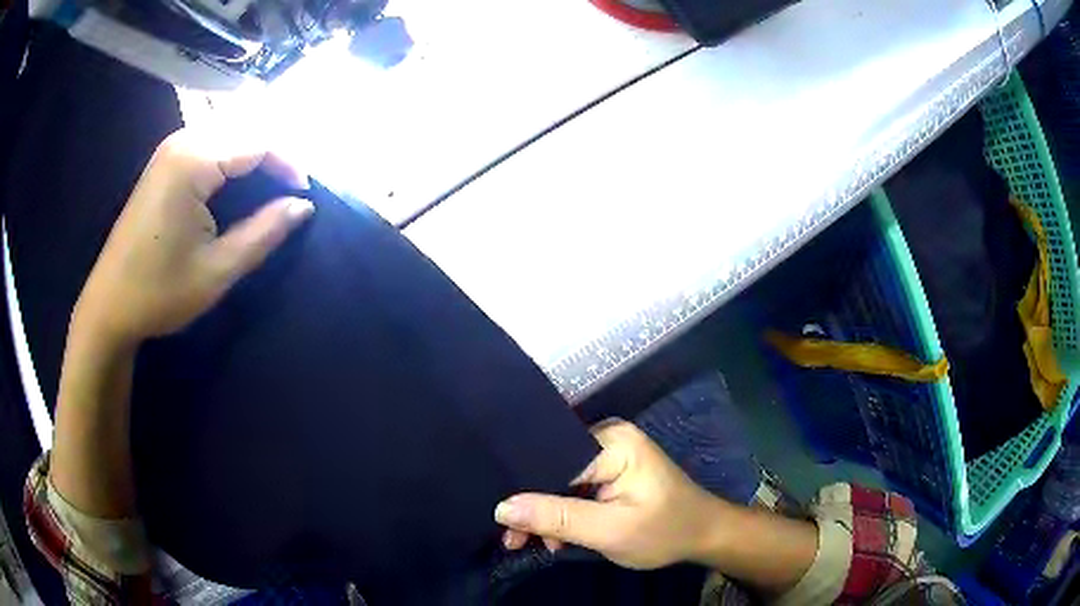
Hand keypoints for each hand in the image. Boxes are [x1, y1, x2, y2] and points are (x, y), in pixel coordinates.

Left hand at [72, 128, 313, 347]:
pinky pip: (210, 139)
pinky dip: (233, 152)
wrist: (109, 305)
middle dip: (275, 150)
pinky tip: (238, 177)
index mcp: (193, 161)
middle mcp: (182, 140)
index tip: (305, 194)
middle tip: (291, 187)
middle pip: (245, 125)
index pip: (258, 141)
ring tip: (272, 181)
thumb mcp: (217, 270)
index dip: (289, 162)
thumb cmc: (160, 293)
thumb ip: (264, 232)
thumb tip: (303, 206)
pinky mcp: (164, 161)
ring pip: (228, 127)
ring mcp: (170, 148)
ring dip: (254, 148)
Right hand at [495, 419, 726, 569]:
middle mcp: (607, 437)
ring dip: (545, 514)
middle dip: (532, 508)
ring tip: (532, 543)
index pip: (551, 461)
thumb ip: (556, 518)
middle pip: (552, 470)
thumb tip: (501, 507)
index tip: (502, 524)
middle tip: (513, 540)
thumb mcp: (610, 531)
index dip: (523, 493)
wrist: (703, 535)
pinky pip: (572, 487)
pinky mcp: (610, 469)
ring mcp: (609, 452)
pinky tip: (554, 535)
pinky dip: (561, 512)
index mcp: (612, 441)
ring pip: (559, 482)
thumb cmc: (665, 531)